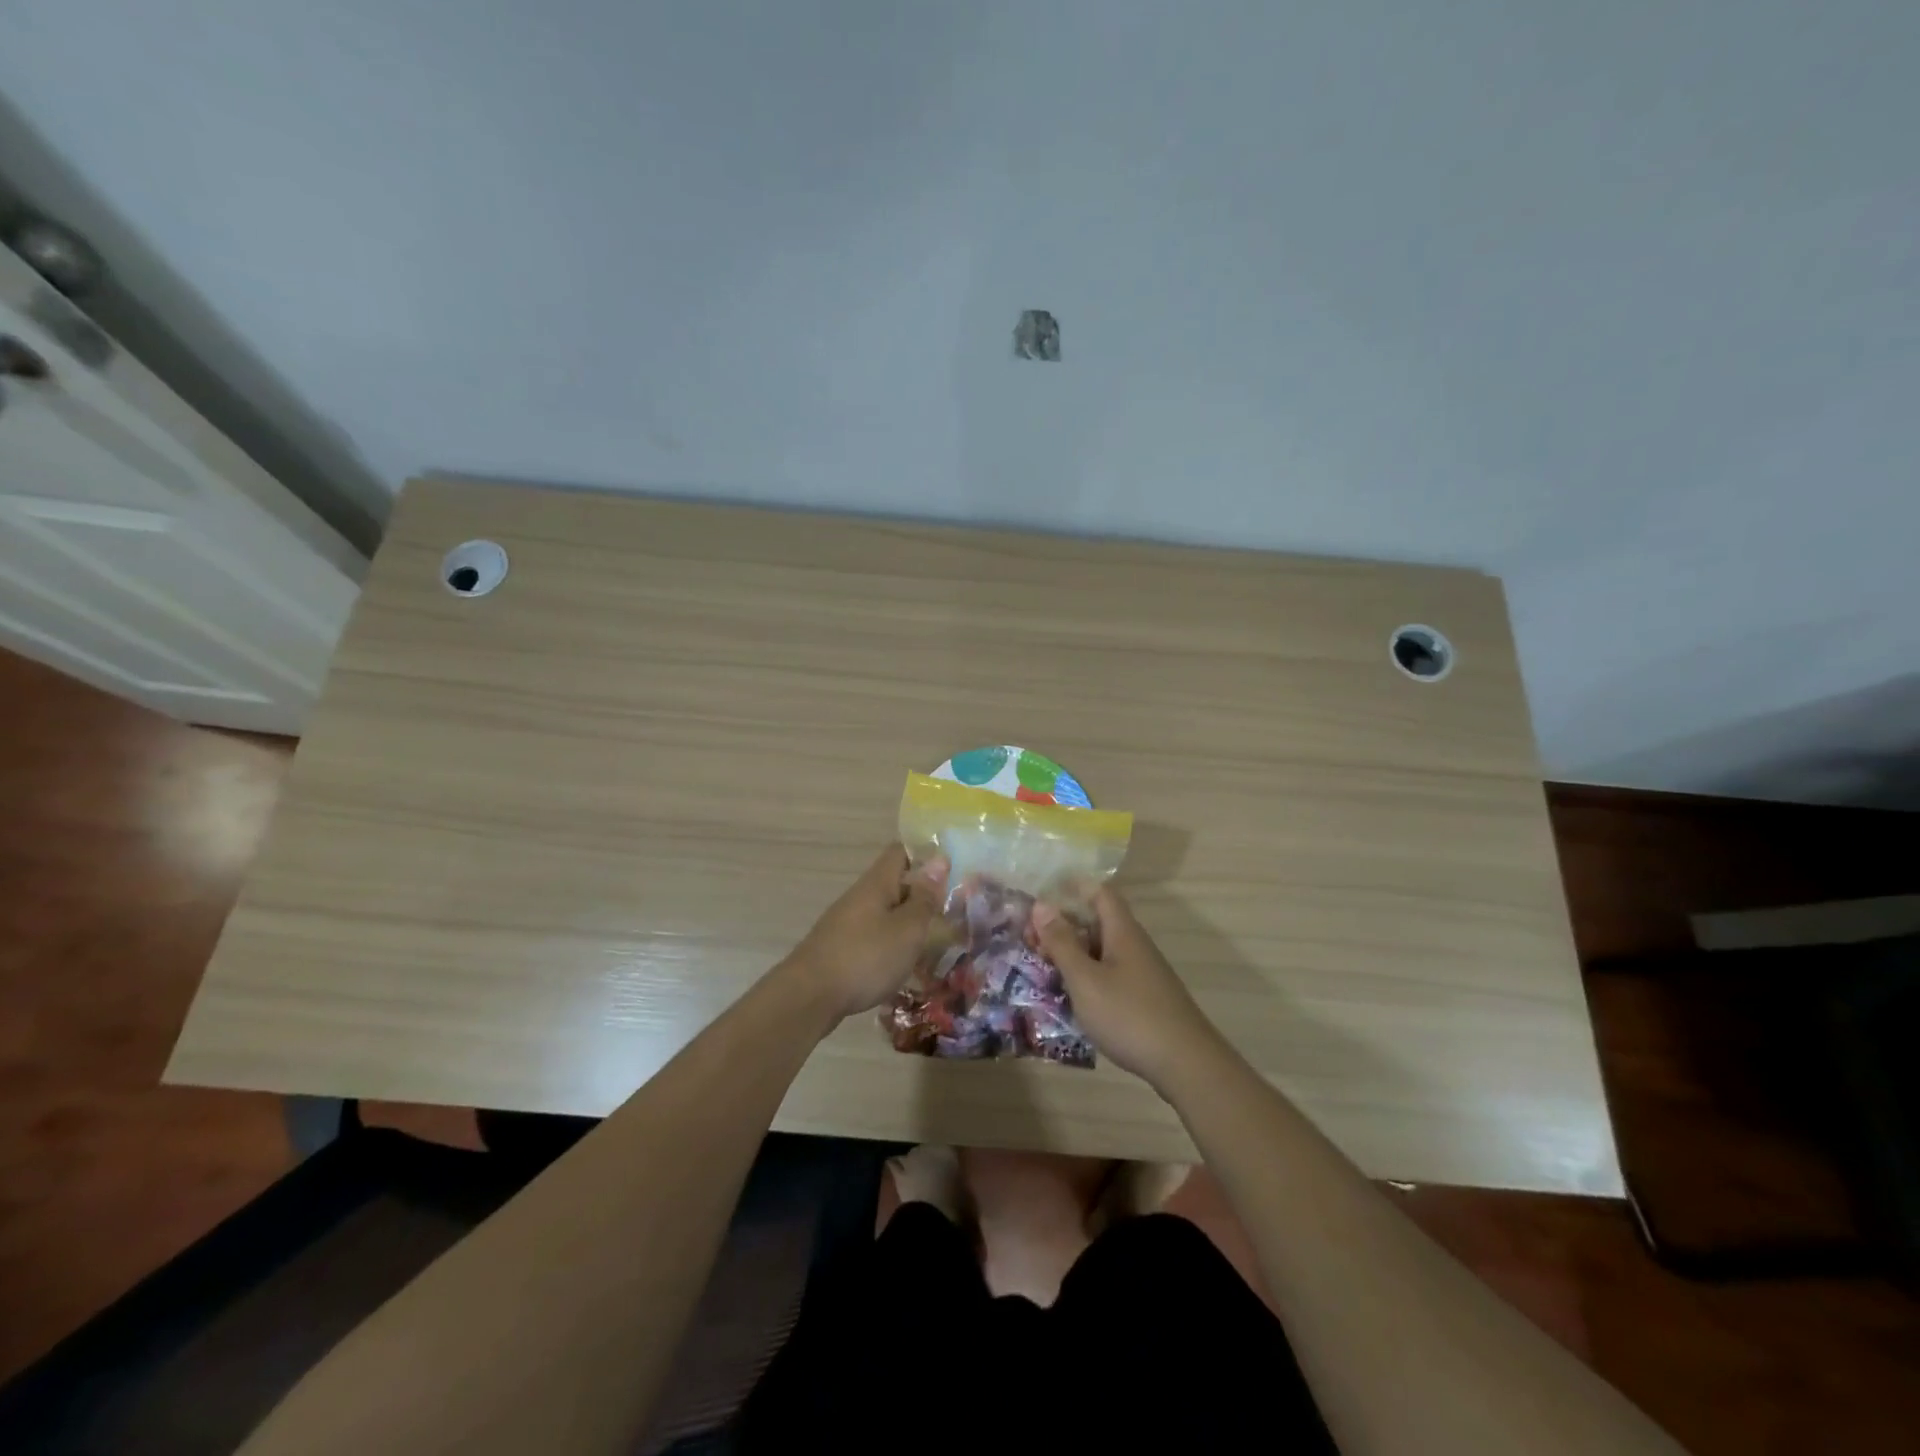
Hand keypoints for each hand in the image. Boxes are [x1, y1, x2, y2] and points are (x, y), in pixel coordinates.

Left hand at [782, 844, 947, 1020]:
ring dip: (907, 921)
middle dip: (921, 894)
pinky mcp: (839, 947)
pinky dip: (891, 943)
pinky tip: (902, 962)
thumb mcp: (907, 928)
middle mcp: (859, 896)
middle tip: (951, 912)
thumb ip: (924, 897)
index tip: (951, 870)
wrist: (809, 996)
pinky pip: (873, 934)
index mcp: (877, 883)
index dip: (925, 855)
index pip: (900, 851)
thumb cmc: (866, 957)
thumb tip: (938, 860)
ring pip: (884, 911)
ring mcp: (846, 922)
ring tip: (932, 940)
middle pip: (894, 883)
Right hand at [1032, 887, 1224, 1088]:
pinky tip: (1070, 996)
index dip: (1071, 888)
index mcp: (1122, 931)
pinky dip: (1086, 976)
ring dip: (1073, 953)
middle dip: (1064, 926)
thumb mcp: (1085, 979)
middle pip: (1097, 921)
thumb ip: (1062, 943)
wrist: (1186, 1064)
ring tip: (1042, 967)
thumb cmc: (1129, 1015)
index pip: (1099, 892)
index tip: (1040, 898)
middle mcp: (1134, 945)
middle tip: (1030, 940)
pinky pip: (1109, 973)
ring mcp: (1142, 972)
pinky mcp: (1144, 997)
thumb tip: (1041, 904)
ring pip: (1101, 950)